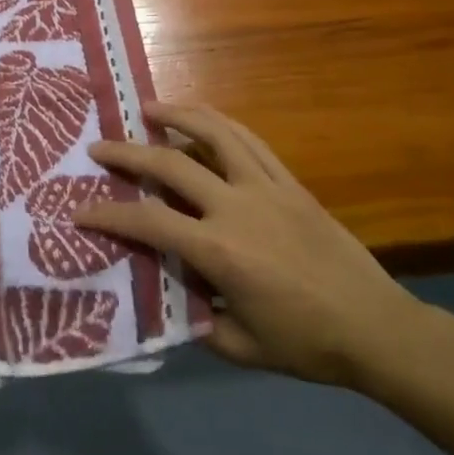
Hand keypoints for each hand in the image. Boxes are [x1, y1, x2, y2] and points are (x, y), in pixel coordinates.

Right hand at [75, 104, 420, 388]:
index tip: (80, 210)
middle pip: (172, 165)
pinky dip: (220, 123)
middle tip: (99, 145)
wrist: (373, 326)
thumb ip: (195, 318)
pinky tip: (203, 118)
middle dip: (129, 153)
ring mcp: (266, 186)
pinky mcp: (289, 180)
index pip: (150, 222)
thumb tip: (166, 292)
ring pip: (215, 134)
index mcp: (220, 251)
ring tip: (149, 108)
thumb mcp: (239, 346)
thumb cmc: (305, 343)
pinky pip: (249, 140)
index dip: (110, 215)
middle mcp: (237, 206)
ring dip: (177, 116)